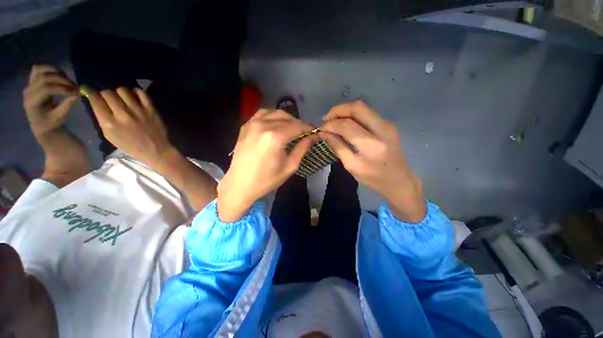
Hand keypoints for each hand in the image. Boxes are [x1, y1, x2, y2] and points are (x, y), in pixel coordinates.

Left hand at [23, 65, 77, 136]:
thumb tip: (78, 94)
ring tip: (68, 80)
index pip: (46, 89)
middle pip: (44, 77)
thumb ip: (67, 105)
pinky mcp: (32, 81)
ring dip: (56, 72)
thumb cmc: (51, 122)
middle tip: (75, 86)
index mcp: (32, 102)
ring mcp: (29, 85)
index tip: (77, 91)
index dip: (62, 88)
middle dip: (61, 80)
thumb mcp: (60, 117)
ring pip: (40, 70)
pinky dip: (51, 69)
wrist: (40, 123)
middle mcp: (28, 91)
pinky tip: (60, 76)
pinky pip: (39, 69)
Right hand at [86, 87, 174, 165]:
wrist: (156, 149)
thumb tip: (96, 101)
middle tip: (109, 98)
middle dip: (105, 93)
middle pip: (108, 93)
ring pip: (123, 90)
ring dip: (120, 92)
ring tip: (122, 98)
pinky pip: (141, 93)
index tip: (90, 92)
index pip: (95, 100)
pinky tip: (134, 97)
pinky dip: (136, 92)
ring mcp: (138, 111)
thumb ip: (102, 118)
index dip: (91, 93)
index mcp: (110, 123)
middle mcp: (123, 114)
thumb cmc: (131, 145)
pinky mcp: (151, 109)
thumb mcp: (110, 135)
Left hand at [217, 109, 316, 221]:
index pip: (297, 126)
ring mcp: (252, 123)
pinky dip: (272, 116)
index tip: (315, 131)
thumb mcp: (289, 167)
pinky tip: (276, 124)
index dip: (308, 128)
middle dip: (298, 123)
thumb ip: (302, 149)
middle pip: (287, 117)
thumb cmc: (267, 179)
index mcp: (275, 137)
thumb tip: (313, 137)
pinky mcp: (245, 126)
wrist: (240, 184)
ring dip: (286, 118)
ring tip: (291, 128)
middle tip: (304, 132)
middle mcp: (263, 125)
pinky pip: (262, 114)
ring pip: (275, 113)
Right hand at [320, 101, 425, 222]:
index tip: (321, 128)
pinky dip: (353, 114)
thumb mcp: (351, 165)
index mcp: (372, 145)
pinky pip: (367, 112)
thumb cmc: (373, 177)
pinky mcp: (388, 123)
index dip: (331, 124)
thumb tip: (324, 133)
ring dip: (345, 110)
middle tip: (326, 119)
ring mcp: (388, 124)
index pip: (347, 126)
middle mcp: (382, 130)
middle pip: (358, 108)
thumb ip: (337, 146)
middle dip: (338, 110)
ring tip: (333, 120)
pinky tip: (345, 122)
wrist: (398, 179)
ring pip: (363, 107)